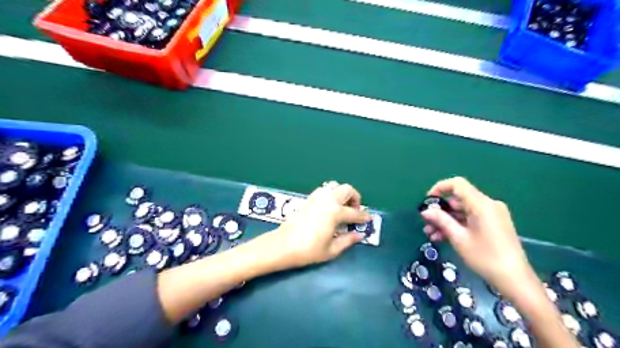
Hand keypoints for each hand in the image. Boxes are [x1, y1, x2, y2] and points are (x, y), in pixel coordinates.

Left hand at [268, 182, 372, 269]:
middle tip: (354, 211)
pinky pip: (323, 189)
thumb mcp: (331, 250)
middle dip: (355, 198)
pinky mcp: (308, 199)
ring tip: (342, 207)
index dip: (364, 216)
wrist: (282, 245)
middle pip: (347, 189)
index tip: (368, 219)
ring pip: (334, 185)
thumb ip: (347, 241)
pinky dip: (330, 193)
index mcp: (335, 212)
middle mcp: (328, 200)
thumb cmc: (308, 250)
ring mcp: (317, 198)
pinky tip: (329, 207)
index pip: (355, 213)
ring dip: (342, 193)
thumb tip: (358, 235)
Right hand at [421, 177, 532, 292]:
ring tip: (431, 234)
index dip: (439, 188)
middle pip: (458, 199)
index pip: (457, 184)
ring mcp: (492, 214)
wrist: (515, 280)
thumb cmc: (485, 257)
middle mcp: (488, 205)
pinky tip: (443, 237)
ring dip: (446, 220)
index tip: (427, 201)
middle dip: (440, 210)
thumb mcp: (459, 238)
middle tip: (426, 223)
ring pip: (462, 210)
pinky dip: (457, 225)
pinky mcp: (493, 224)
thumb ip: (441, 220)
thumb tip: (425, 211)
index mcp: (481, 204)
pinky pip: (470, 218)